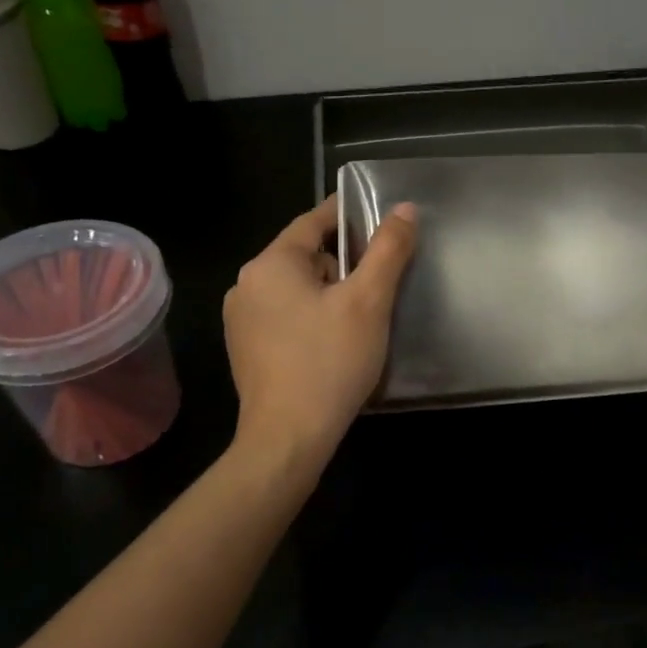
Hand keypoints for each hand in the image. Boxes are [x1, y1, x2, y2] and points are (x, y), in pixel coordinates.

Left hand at [223, 195, 416, 465]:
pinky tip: (336, 340)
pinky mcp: (247, 350)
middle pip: (305, 256)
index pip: (313, 221)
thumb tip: (404, 209)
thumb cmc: (330, 361)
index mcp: (270, 264)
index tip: (379, 215)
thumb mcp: (368, 301)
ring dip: (329, 291)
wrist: (289, 438)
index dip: (348, 214)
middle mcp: (246, 285)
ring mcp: (242, 321)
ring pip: (296, 289)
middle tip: (382, 276)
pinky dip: (313, 316)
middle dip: (343, 261)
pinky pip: (286, 316)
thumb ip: (388, 250)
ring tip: (365, 312)